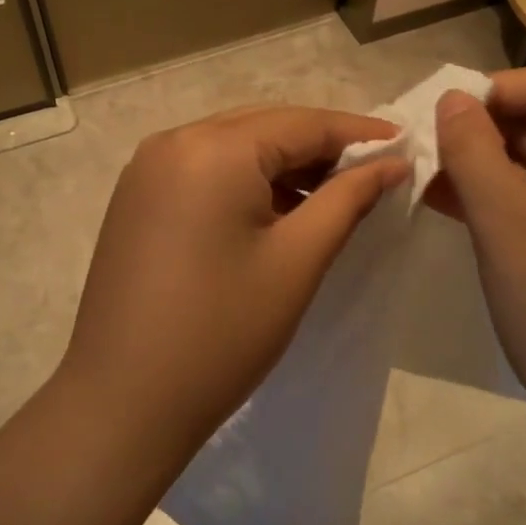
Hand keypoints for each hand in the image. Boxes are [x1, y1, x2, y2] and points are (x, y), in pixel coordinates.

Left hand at [61, 106, 409, 448]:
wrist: (123, 401)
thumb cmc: (222, 332)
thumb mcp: (297, 261)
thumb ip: (348, 199)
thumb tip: (392, 162)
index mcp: (213, 148)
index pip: (301, 123)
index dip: (357, 133)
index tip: (403, 145)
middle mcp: (173, 142)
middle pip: (264, 127)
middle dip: (319, 147)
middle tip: (372, 173)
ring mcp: (146, 170)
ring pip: (232, 148)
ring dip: (281, 166)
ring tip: (330, 198)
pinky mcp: (136, 199)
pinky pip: (202, 171)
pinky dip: (243, 182)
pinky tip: (273, 213)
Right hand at [430, 69, 525, 483]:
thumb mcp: (505, 221)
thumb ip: (471, 149)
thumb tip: (450, 96)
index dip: (495, 92)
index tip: (441, 119)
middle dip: (483, 133)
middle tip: (426, 154)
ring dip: (483, 169)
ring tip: (427, 182)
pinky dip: (499, 202)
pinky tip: (451, 209)